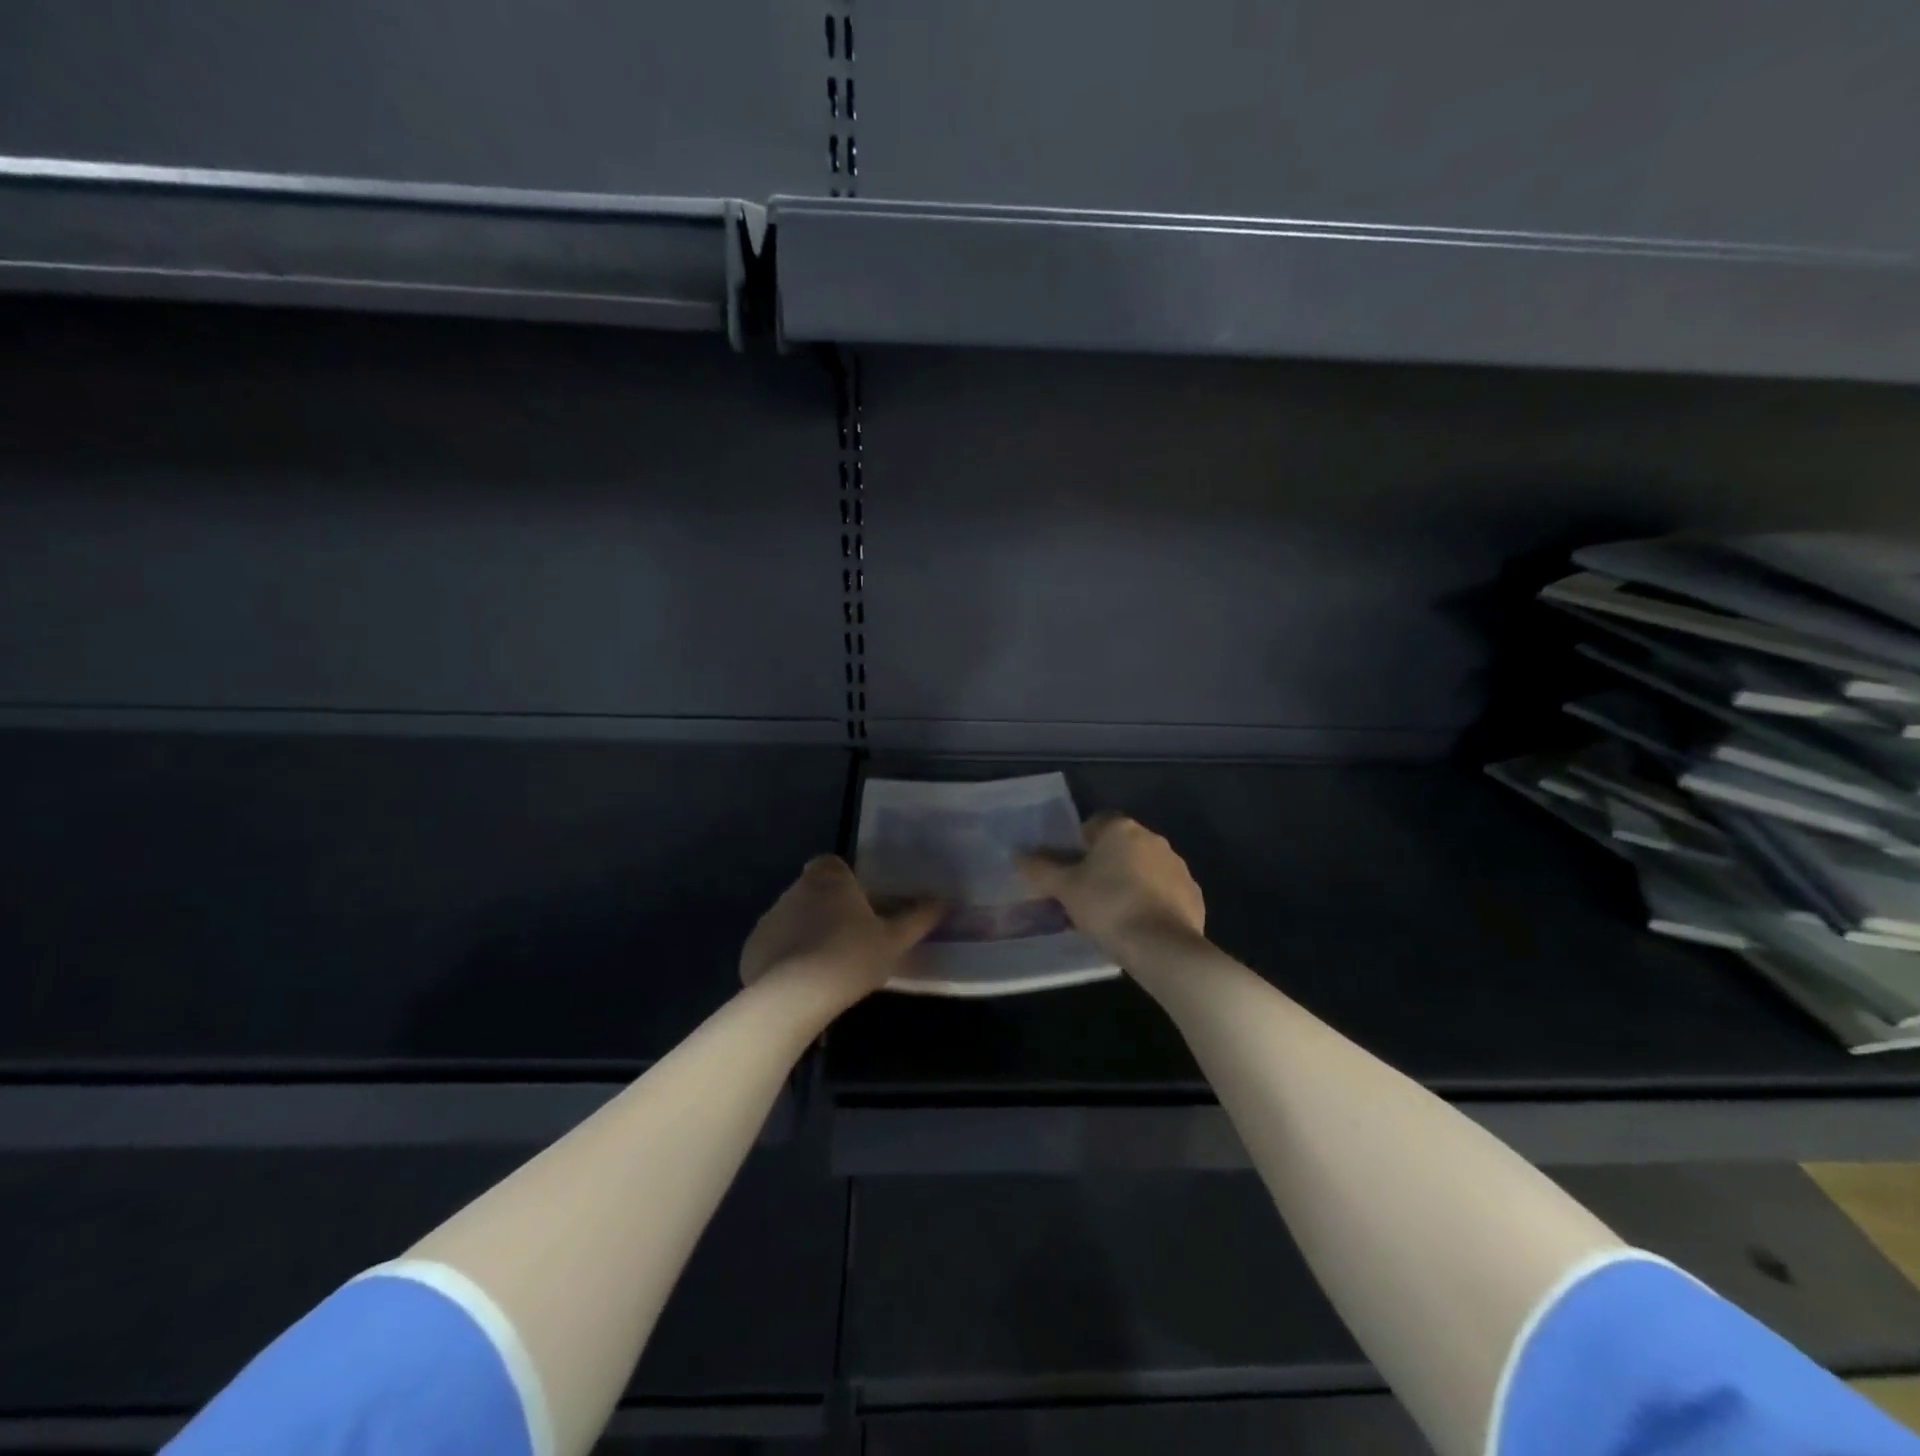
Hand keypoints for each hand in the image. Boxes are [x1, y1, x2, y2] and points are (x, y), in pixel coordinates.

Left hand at [740, 855, 942, 997]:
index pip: (832, 864)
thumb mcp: (894, 941)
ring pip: (793, 917)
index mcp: (830, 879)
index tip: (859, 904)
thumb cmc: (850, 957)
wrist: (793, 996)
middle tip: (851, 939)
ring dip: (806, 933)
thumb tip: (942, 901)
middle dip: (828, 908)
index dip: (845, 880)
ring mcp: (770, 917)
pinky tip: (802, 982)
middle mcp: (796, 889)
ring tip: (827, 966)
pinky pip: (775, 945)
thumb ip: (917, 919)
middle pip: (813, 890)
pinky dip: (786, 956)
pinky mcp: (753, 947)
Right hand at [1018, 813, 1205, 957]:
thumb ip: (1041, 868)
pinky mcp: (1193, 894)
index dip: (1079, 844)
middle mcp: (1152, 839)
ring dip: (1130, 882)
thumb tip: (1018, 854)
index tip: (1071, 871)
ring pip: (1144, 868)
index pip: (1095, 823)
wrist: (1162, 947)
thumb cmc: (1107, 907)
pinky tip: (1139, 925)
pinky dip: (1152, 902)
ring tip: (1113, 914)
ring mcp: (1177, 866)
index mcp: (1121, 829)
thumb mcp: (1065, 889)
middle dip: (1105, 864)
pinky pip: (1165, 891)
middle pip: (1121, 845)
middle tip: (1086, 894)